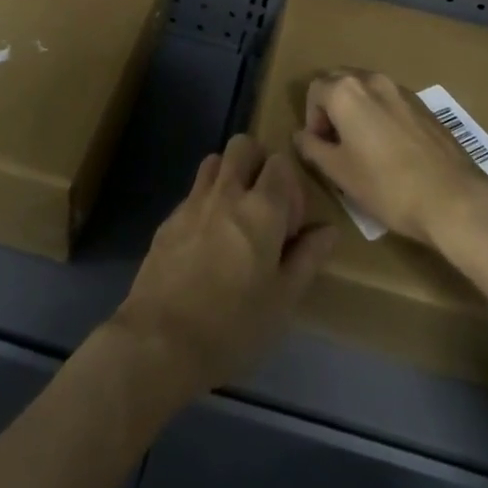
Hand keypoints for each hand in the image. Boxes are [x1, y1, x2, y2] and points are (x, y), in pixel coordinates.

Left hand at [111, 134, 336, 399]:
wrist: (159, 341)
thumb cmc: (233, 326)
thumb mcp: (283, 300)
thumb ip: (307, 258)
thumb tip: (328, 230)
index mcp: (261, 209)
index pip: (280, 163)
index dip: (290, 187)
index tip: (290, 224)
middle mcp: (226, 193)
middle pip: (243, 146)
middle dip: (258, 163)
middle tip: (264, 205)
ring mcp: (192, 202)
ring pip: (214, 161)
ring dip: (229, 176)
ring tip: (235, 217)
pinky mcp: (168, 219)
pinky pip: (193, 193)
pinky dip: (206, 203)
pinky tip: (206, 243)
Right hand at [294, 69, 487, 246]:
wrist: (453, 199)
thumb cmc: (386, 186)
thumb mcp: (338, 172)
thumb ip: (312, 148)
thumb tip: (301, 135)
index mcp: (347, 91)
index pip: (314, 90)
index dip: (311, 119)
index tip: (321, 147)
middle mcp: (373, 80)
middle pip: (340, 82)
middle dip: (332, 107)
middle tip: (337, 143)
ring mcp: (403, 91)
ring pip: (367, 91)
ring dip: (357, 111)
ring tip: (363, 147)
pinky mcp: (425, 106)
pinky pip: (391, 102)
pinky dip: (381, 116)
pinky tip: (391, 150)